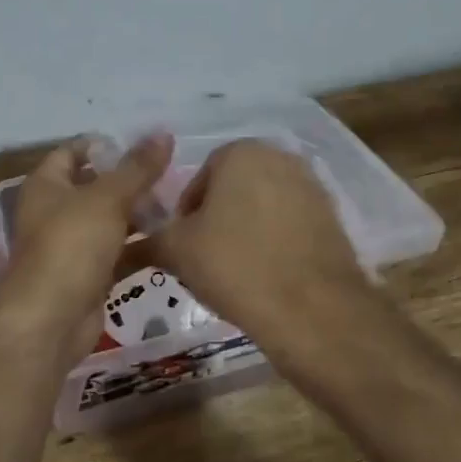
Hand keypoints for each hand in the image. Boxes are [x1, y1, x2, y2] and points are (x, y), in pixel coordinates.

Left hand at [0, 133, 174, 366]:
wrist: (51, 322)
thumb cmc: (71, 247)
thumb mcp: (108, 199)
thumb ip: (137, 168)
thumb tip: (163, 134)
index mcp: (47, 186)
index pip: (73, 152)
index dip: (104, 145)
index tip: (143, 145)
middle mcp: (54, 212)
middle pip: (96, 187)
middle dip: (131, 181)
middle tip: (171, 175)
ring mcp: (71, 246)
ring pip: (110, 221)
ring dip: (139, 214)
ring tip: (179, 205)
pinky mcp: (88, 275)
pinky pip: (118, 253)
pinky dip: (140, 247)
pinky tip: (172, 240)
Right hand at [154, 139, 370, 351]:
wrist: (312, 309)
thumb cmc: (236, 266)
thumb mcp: (177, 251)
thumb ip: (151, 239)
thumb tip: (127, 244)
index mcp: (241, 152)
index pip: (199, 177)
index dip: (185, 214)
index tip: (183, 246)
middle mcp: (280, 157)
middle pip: (233, 189)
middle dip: (217, 219)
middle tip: (205, 258)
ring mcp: (312, 186)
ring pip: (263, 207)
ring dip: (246, 230)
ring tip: (236, 271)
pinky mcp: (333, 217)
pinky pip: (290, 225)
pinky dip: (275, 242)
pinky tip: (267, 275)